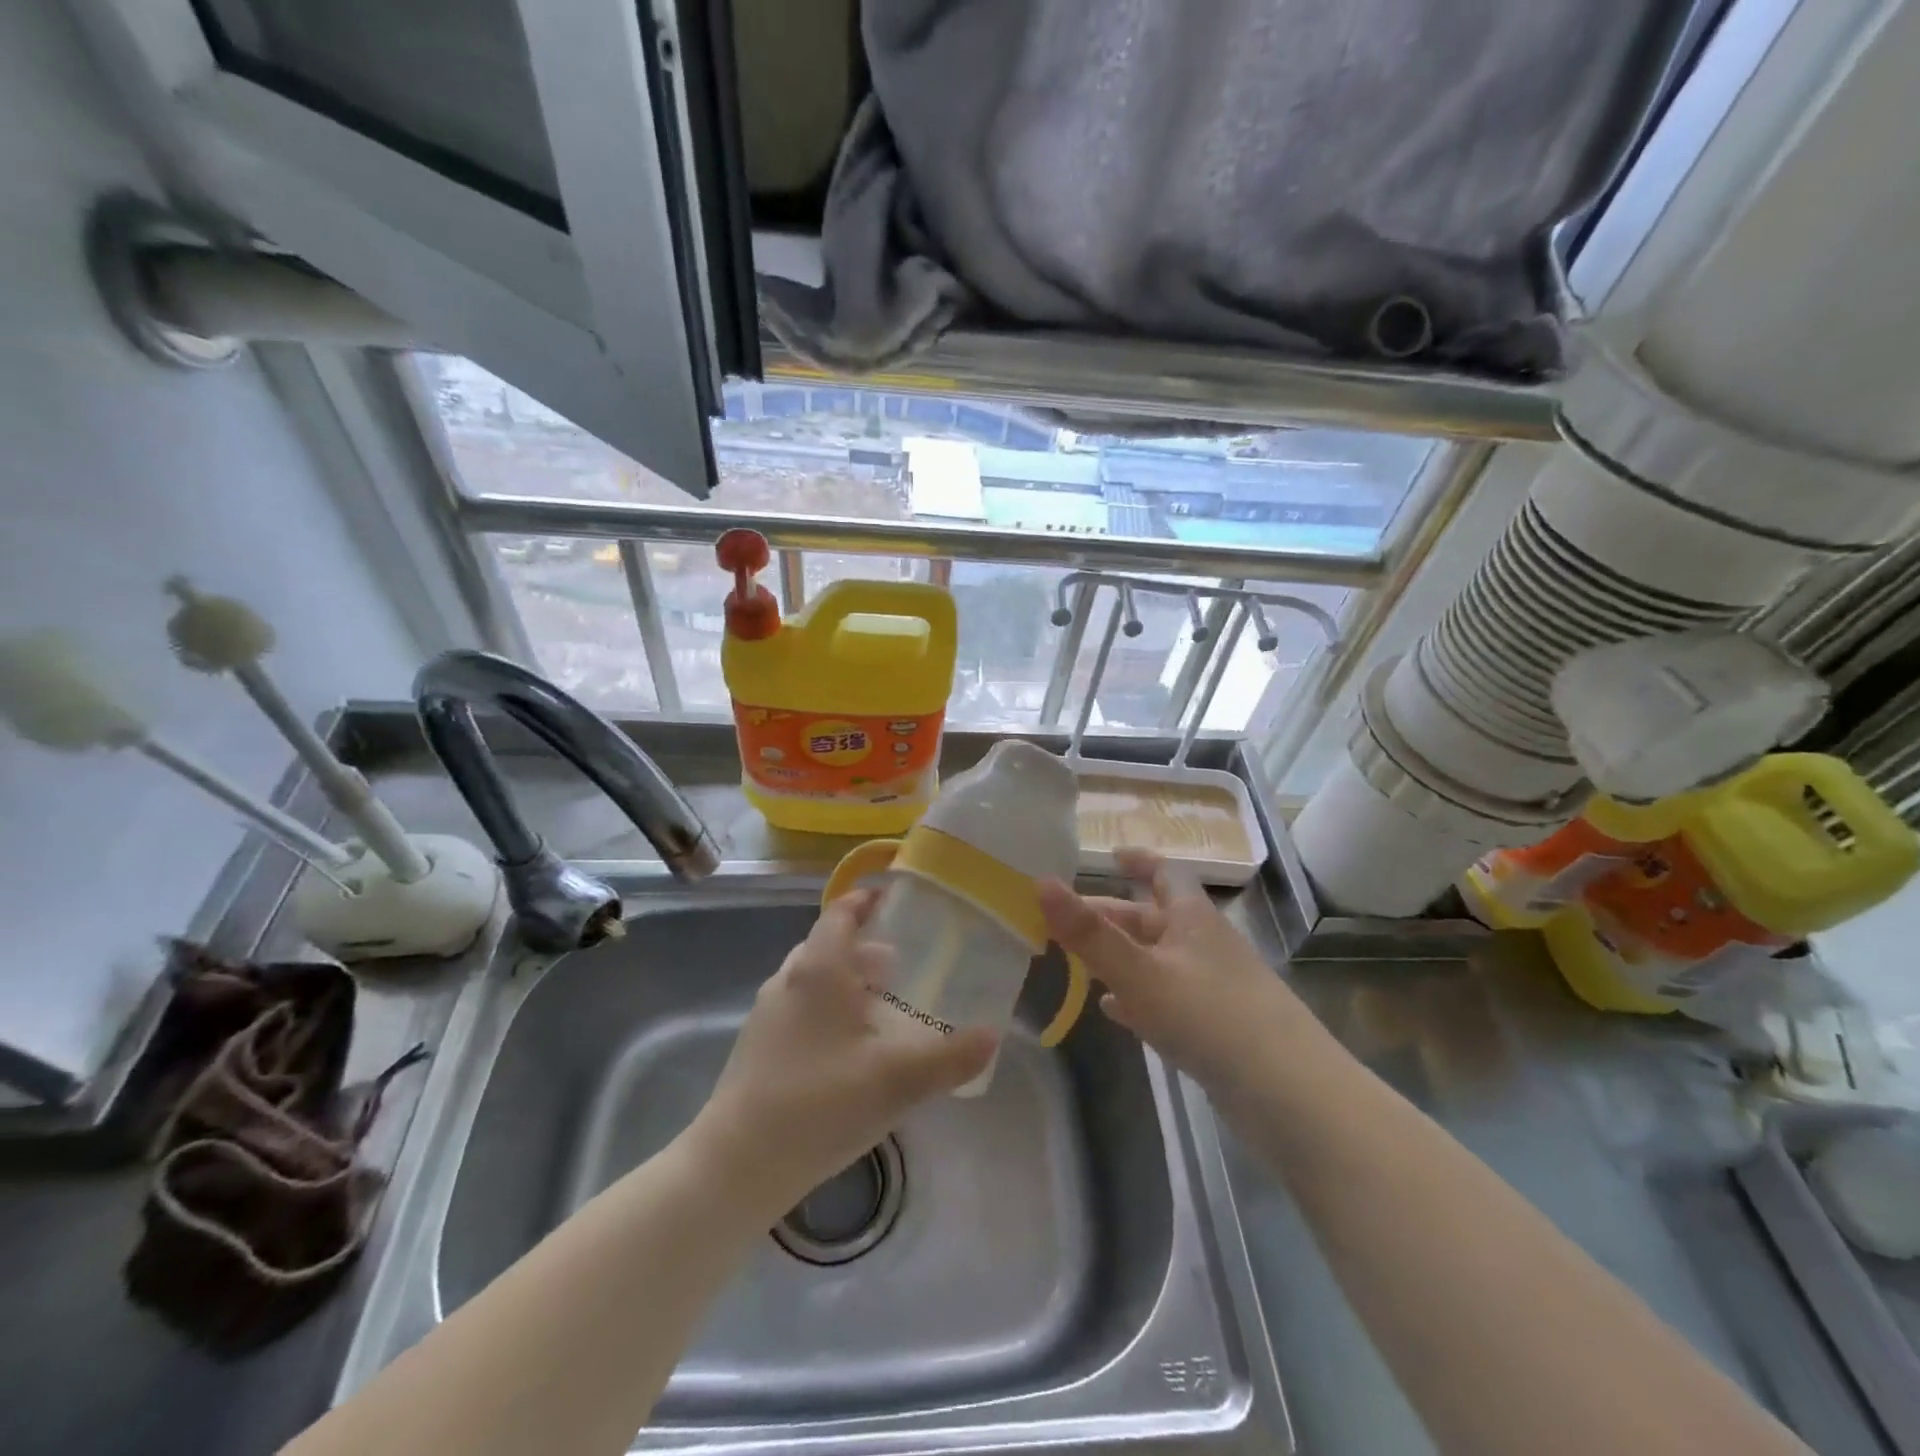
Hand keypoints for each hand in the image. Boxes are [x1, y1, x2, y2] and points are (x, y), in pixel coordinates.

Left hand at [688, 888, 995, 1222]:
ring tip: (882, 1004)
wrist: (737, 1164)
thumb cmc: (820, 1104)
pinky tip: (850, 1048)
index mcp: (819, 970)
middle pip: (828, 945)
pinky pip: (801, 1007)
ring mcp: (768, 1013)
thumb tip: (992, 1035)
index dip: (867, 900)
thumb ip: (950, 1057)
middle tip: (902, 961)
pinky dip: (829, 1008)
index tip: (895, 900)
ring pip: (813, 979)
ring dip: (847, 980)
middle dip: (865, 947)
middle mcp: (789, 980)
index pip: (841, 913)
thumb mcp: (897, 1081)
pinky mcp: (758, 1046)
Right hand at [1039, 849, 1308, 1093]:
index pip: (1165, 873)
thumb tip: (1040, 881)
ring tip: (1078, 963)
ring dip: (1120, 958)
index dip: (1139, 860)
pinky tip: (1114, 1011)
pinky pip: (1167, 999)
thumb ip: (1088, 933)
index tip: (1111, 854)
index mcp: (1191, 918)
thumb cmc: (1209, 1016)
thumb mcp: (1139, 972)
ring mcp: (1213, 987)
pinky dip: (1138, 997)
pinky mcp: (1216, 1027)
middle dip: (1110, 917)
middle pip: (1152, 919)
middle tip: (1063, 921)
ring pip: (1157, 960)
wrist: (1289, 1095)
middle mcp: (1203, 944)